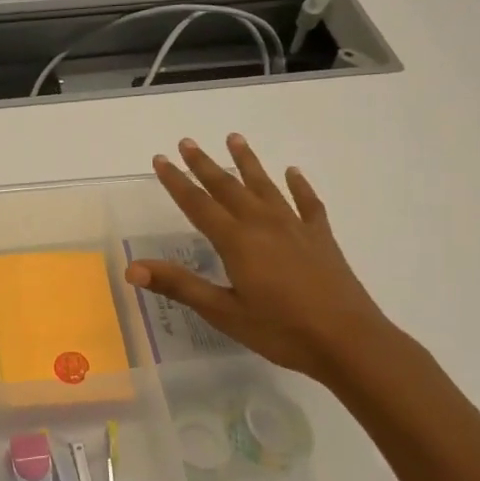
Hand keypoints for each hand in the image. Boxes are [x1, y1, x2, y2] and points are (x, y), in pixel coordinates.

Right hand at [123, 134, 392, 385]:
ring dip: (248, 162)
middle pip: (228, 187)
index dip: (177, 181)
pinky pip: (308, 203)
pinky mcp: (321, 238)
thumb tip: (131, 268)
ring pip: (266, 186)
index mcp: (236, 241)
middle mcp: (263, 224)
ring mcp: (295, 228)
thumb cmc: (281, 330)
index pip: (198, 204)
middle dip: (205, 164)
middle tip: (188, 141)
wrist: (348, 341)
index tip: (160, 159)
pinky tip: (293, 173)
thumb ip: (179, 285)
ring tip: (235, 138)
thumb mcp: (223, 312)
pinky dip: (299, 186)